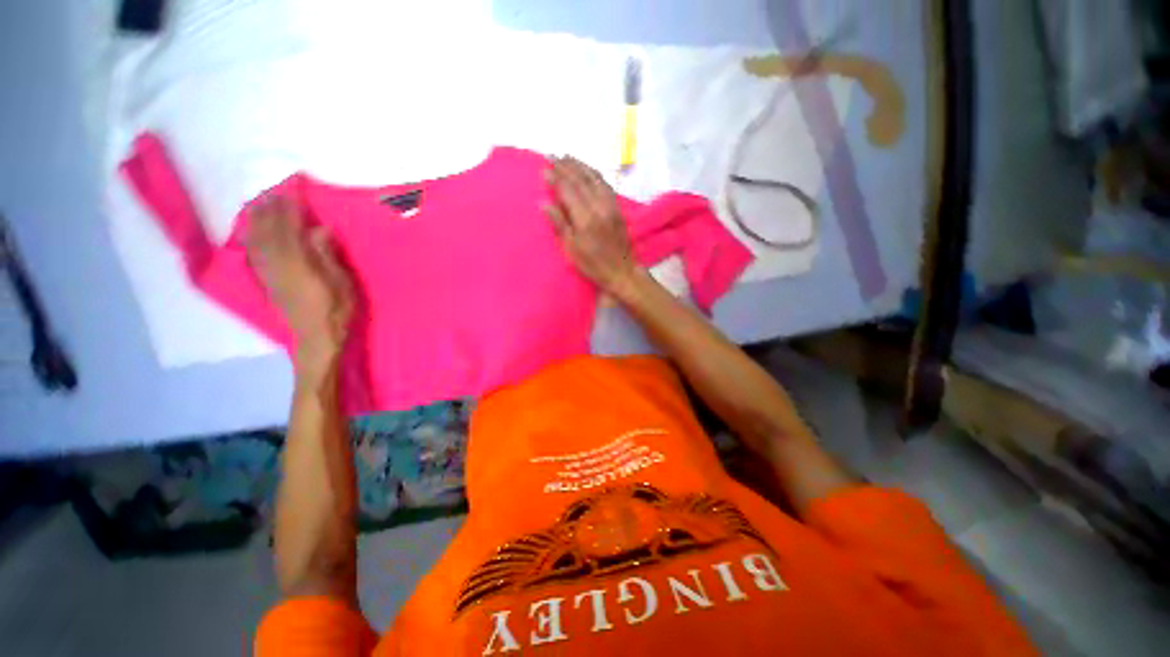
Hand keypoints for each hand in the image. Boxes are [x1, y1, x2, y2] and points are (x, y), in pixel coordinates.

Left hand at [245, 196, 353, 364]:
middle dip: (270, 211)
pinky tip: (251, 232)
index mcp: (299, 264)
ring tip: (258, 205)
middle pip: (269, 233)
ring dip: (256, 222)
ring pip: (257, 242)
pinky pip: (254, 255)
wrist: (317, 339)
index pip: (291, 230)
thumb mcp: (342, 284)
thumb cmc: (337, 311)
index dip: (290, 211)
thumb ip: (328, 256)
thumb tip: (319, 229)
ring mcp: (269, 274)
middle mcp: (278, 265)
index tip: (292, 192)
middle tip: (272, 193)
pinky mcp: (267, 283)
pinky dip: (251, 239)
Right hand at [544, 156, 640, 296]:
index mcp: (585, 218)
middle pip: (581, 180)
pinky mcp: (617, 208)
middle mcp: (599, 207)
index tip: (544, 167)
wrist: (621, 271)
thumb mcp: (572, 249)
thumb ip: (559, 224)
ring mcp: (610, 205)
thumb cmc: (593, 265)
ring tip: (568, 157)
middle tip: (553, 156)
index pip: (568, 190)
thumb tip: (544, 202)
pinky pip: (605, 184)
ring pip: (594, 178)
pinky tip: (588, 171)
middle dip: (566, 166)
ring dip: (580, 166)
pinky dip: (595, 174)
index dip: (556, 178)